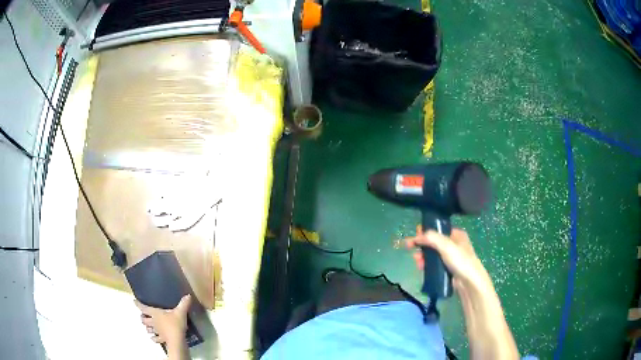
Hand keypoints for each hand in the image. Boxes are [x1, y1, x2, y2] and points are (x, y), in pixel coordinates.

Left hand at [135, 295, 191, 347]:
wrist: (177, 340)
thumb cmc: (175, 324)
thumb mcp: (181, 312)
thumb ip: (183, 304)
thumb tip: (188, 295)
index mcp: (155, 313)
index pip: (144, 308)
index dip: (138, 304)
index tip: (134, 301)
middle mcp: (153, 322)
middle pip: (144, 320)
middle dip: (142, 318)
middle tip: (142, 316)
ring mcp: (157, 331)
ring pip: (148, 329)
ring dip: (147, 328)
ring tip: (147, 327)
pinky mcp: (161, 339)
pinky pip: (155, 339)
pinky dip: (153, 338)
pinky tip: (153, 338)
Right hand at [406, 226, 492, 291]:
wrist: (470, 282)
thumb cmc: (461, 261)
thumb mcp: (446, 246)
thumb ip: (431, 238)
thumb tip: (416, 236)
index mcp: (456, 234)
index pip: (438, 229)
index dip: (425, 231)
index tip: (414, 237)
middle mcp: (454, 244)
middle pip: (433, 242)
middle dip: (422, 245)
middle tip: (411, 249)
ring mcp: (451, 257)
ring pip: (433, 254)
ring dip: (423, 256)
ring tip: (417, 261)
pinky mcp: (448, 269)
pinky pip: (435, 264)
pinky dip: (427, 264)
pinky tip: (421, 267)